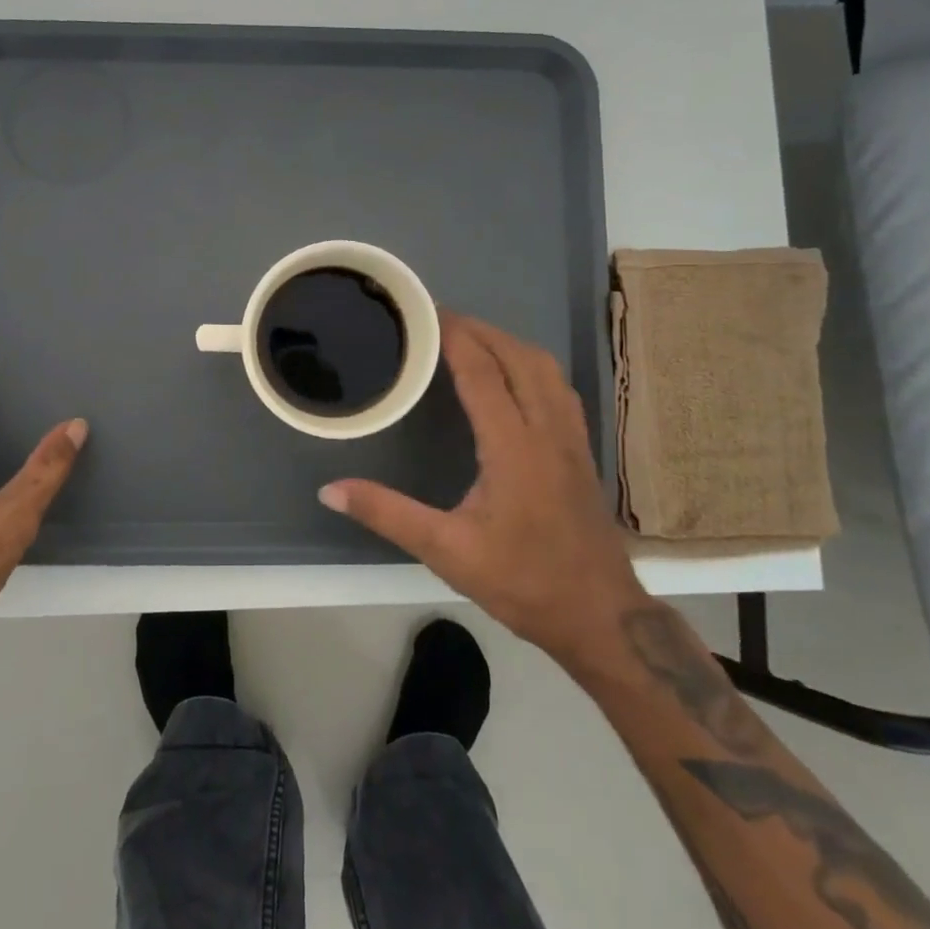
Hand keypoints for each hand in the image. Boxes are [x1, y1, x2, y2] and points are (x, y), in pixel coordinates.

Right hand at [320, 311, 643, 672]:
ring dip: (508, 343)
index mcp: (513, 447)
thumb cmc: (522, 581)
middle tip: (439, 319)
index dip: (454, 337)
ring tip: (472, 338)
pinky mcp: (581, 450)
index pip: (482, 372)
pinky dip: (531, 365)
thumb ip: (387, 514)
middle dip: (480, 330)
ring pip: (545, 368)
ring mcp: (571, 438)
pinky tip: (513, 376)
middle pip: (518, 357)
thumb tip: (330, 490)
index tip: (426, 313)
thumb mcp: (446, 551)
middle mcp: (547, 430)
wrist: (599, 615)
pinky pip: (558, 387)